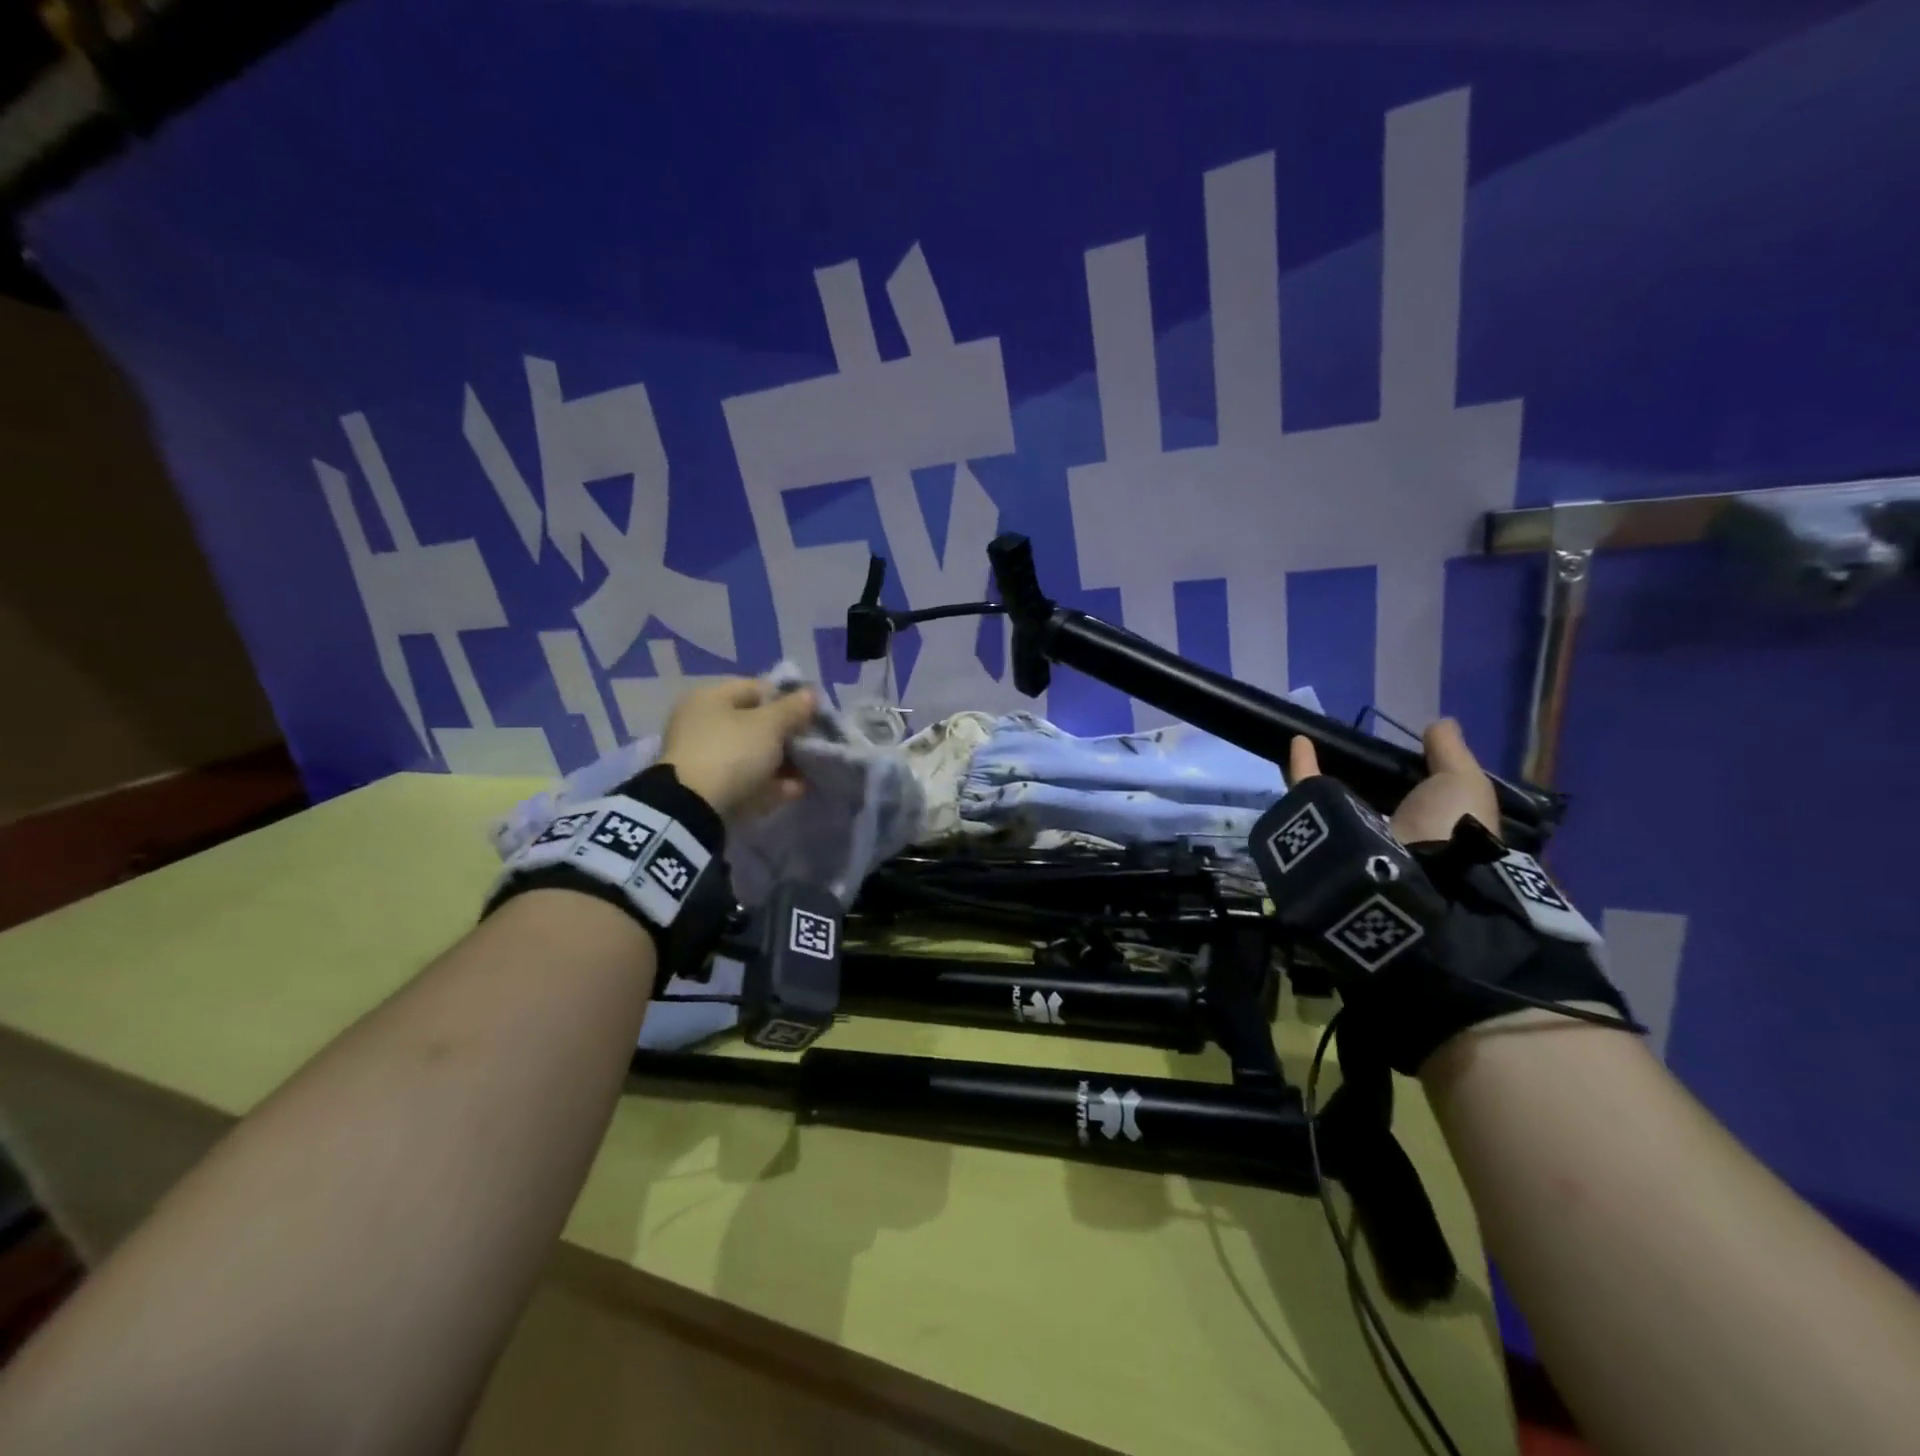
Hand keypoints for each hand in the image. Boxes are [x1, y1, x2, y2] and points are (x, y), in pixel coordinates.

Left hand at [658, 678, 818, 820]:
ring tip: (809, 770)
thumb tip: (810, 694)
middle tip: (811, 744)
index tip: (811, 715)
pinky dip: (770, 783)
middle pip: (755, 724)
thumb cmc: (731, 753)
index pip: (756, 688)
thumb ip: (793, 709)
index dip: (787, 699)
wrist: (694, 810)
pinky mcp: (710, 788)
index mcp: (710, 698)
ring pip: (752, 755)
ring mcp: (704, 758)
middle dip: (787, 735)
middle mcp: (702, 723)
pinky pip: (746, 780)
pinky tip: (795, 790)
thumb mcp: (769, 725)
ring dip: (782, 762)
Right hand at [1286, 717, 1499, 845]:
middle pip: (1372, 797)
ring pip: (1337, 798)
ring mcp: (1354, 832)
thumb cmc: (1450, 824)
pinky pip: (1310, 792)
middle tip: (1352, 747)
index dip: (1408, 776)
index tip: (1399, 751)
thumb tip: (1440, 723)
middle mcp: (1390, 831)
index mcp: (1426, 825)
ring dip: (1327, 771)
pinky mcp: (1321, 826)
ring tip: (1318, 741)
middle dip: (1362, 775)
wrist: (1419, 868)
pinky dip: (1302, 766)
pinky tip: (1299, 741)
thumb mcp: (1464, 781)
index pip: (1413, 797)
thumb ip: (1451, 752)